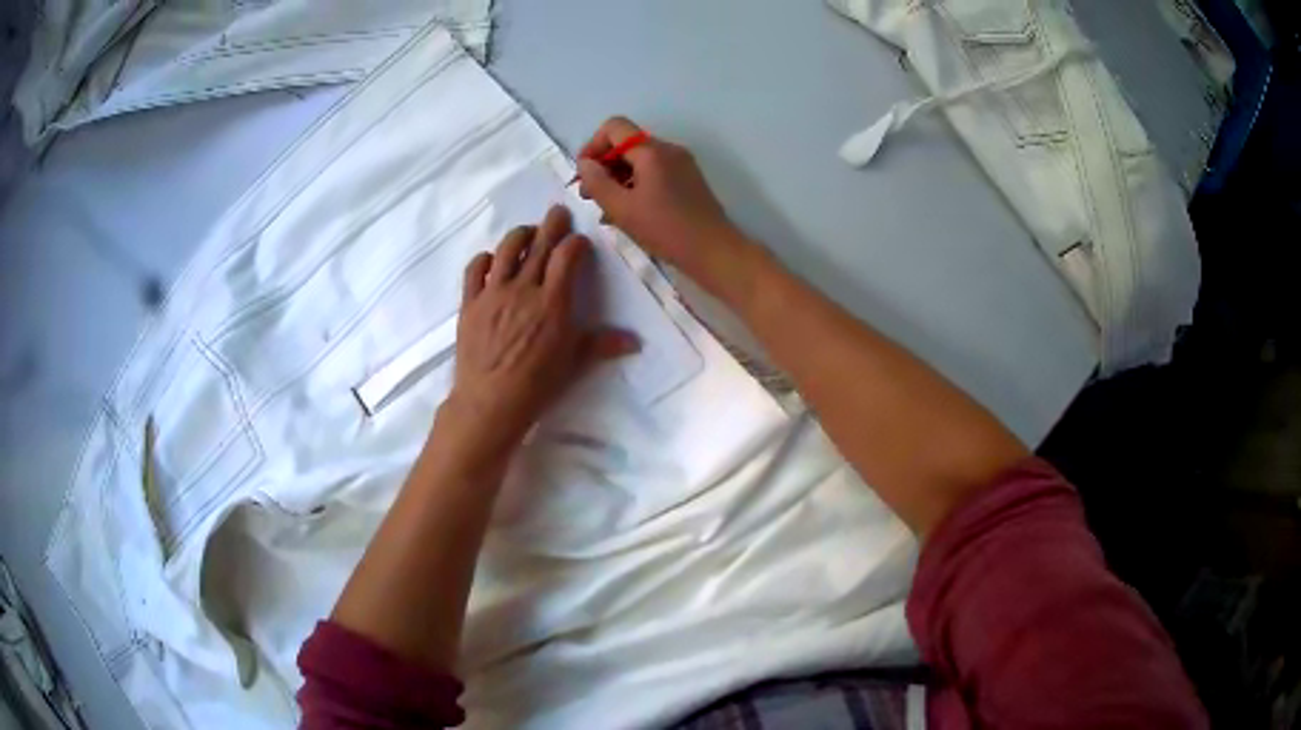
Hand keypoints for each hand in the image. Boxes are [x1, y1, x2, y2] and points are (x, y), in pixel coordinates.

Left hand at [435, 205, 638, 471]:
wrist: (490, 401)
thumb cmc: (537, 384)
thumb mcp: (574, 363)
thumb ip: (602, 344)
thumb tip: (636, 341)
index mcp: (553, 301)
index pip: (567, 257)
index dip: (575, 243)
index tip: (580, 241)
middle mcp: (524, 288)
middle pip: (539, 245)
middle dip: (552, 225)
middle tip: (558, 211)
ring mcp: (493, 293)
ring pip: (506, 250)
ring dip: (519, 235)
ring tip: (527, 231)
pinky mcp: (470, 303)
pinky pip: (475, 270)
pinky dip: (484, 259)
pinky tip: (491, 259)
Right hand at [576, 117, 743, 280]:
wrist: (714, 251)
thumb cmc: (665, 229)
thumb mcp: (621, 208)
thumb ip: (597, 182)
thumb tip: (585, 163)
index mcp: (652, 151)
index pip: (614, 127)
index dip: (593, 146)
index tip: (584, 175)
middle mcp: (669, 150)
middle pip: (627, 144)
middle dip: (604, 166)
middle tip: (590, 197)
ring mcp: (681, 165)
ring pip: (640, 161)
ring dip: (618, 179)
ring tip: (607, 211)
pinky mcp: (688, 181)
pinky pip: (654, 174)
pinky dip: (636, 186)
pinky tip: (628, 214)